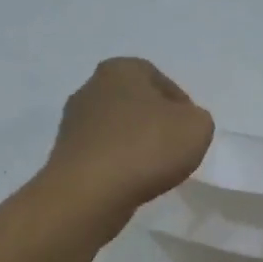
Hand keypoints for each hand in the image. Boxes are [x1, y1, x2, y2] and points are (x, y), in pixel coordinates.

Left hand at [45, 58, 213, 228]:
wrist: (89, 192)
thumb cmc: (146, 147)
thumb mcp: (197, 126)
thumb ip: (197, 118)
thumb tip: (181, 125)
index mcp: (120, 69)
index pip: (161, 81)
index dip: (181, 106)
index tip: (190, 131)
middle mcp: (91, 87)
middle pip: (136, 104)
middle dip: (155, 124)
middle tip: (174, 149)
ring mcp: (73, 122)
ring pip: (118, 130)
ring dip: (135, 145)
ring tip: (153, 170)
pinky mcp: (65, 154)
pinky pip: (103, 154)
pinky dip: (118, 164)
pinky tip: (130, 181)